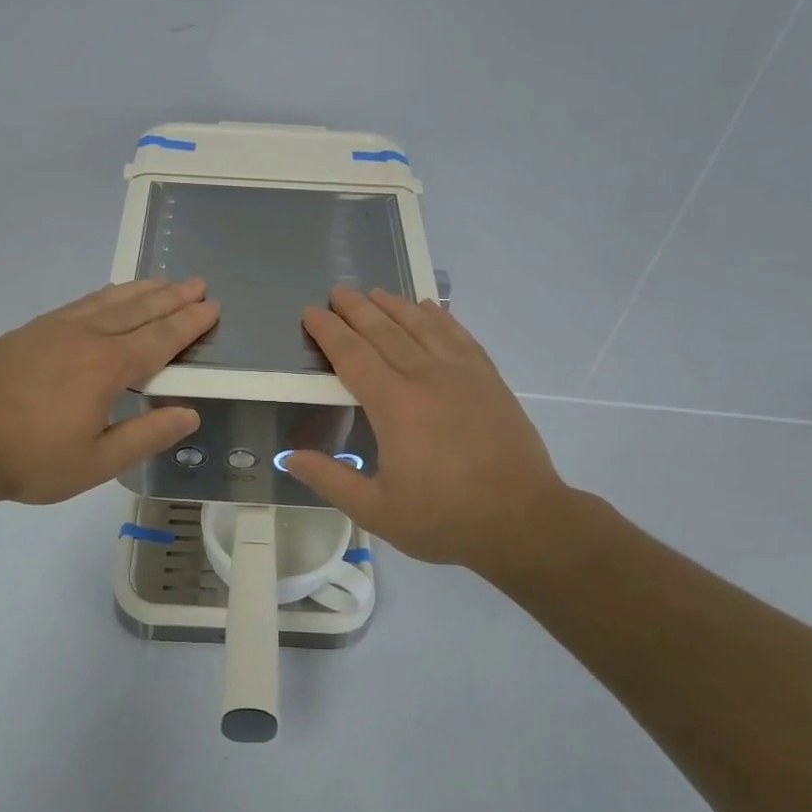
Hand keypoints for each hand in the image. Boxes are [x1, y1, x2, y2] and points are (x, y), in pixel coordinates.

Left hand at [0, 279, 217, 506]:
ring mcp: (54, 329)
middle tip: (198, 284)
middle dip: (172, 298)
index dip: (189, 324)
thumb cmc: (30, 459)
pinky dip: (105, 295)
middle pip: (139, 310)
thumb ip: (146, 435)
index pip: (160, 339)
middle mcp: (86, 337)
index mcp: (107, 367)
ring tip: (163, 281)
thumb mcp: (97, 461)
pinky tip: (109, 296)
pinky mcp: (29, 331)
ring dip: (141, 290)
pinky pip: (79, 303)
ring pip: (108, 301)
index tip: (211, 308)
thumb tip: (189, 414)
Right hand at [284, 287, 575, 579]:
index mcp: (394, 406)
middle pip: (384, 331)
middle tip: (337, 291)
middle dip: (357, 309)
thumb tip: (289, 458)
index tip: (311, 313)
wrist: (523, 520)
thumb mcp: (377, 511)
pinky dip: (440, 318)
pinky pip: (459, 336)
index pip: (352, 356)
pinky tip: (429, 309)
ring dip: (395, 306)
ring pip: (422, 326)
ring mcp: (462, 375)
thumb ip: (331, 480)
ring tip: (376, 293)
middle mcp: (426, 378)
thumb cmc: (444, 519)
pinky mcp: (489, 380)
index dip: (328, 332)